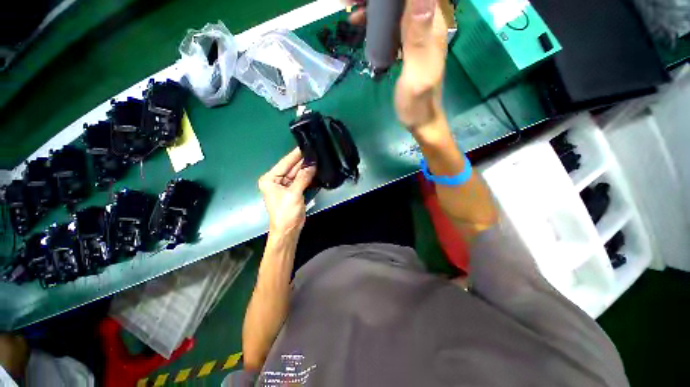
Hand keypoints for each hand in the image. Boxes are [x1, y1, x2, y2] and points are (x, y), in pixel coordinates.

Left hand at [258, 148, 315, 236]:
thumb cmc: (286, 212)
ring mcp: (285, 186)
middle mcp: (276, 180)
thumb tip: (312, 165)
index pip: (285, 163)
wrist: (288, 231)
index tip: (305, 145)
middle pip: (292, 168)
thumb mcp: (294, 194)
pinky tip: (316, 170)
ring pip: (297, 174)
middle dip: (303, 161)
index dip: (295, 154)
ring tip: (318, 159)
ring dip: (307, 169)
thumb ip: (303, 178)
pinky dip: (308, 177)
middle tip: (315, 152)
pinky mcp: (293, 191)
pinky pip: (301, 181)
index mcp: (270, 179)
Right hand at [349, 0, 448, 128]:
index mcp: (432, 26)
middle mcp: (426, 23)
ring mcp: (416, 34)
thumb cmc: (417, 103)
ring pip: (395, 9)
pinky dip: (375, 21)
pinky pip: (391, 25)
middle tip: (352, 3)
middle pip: (402, 2)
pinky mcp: (407, 45)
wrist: (420, 120)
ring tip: (352, 11)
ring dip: (374, 7)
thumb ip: (418, 37)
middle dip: (378, 1)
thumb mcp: (417, 73)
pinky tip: (360, 24)